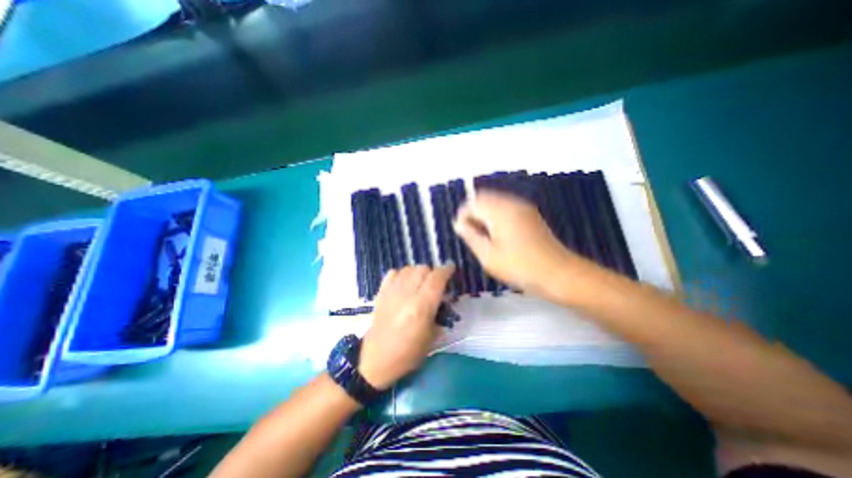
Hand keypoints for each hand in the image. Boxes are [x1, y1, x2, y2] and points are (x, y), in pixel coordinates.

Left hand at [357, 268, 454, 390]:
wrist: (377, 359)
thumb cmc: (409, 353)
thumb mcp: (432, 336)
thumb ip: (439, 313)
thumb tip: (443, 298)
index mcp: (421, 307)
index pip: (436, 279)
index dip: (446, 270)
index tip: (451, 267)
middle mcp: (407, 294)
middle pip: (423, 269)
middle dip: (433, 272)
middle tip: (435, 282)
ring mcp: (392, 292)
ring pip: (409, 268)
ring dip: (418, 272)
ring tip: (420, 282)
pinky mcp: (381, 292)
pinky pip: (393, 273)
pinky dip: (402, 273)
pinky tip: (405, 283)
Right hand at [452, 189, 578, 299]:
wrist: (558, 273)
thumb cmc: (519, 266)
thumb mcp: (488, 255)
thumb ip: (470, 236)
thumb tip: (458, 224)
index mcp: (500, 211)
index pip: (473, 202)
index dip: (463, 215)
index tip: (461, 231)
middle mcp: (511, 202)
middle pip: (484, 198)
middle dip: (473, 213)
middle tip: (471, 234)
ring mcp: (523, 207)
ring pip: (495, 202)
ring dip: (485, 214)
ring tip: (483, 236)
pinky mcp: (530, 214)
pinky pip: (506, 207)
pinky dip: (496, 216)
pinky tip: (498, 234)